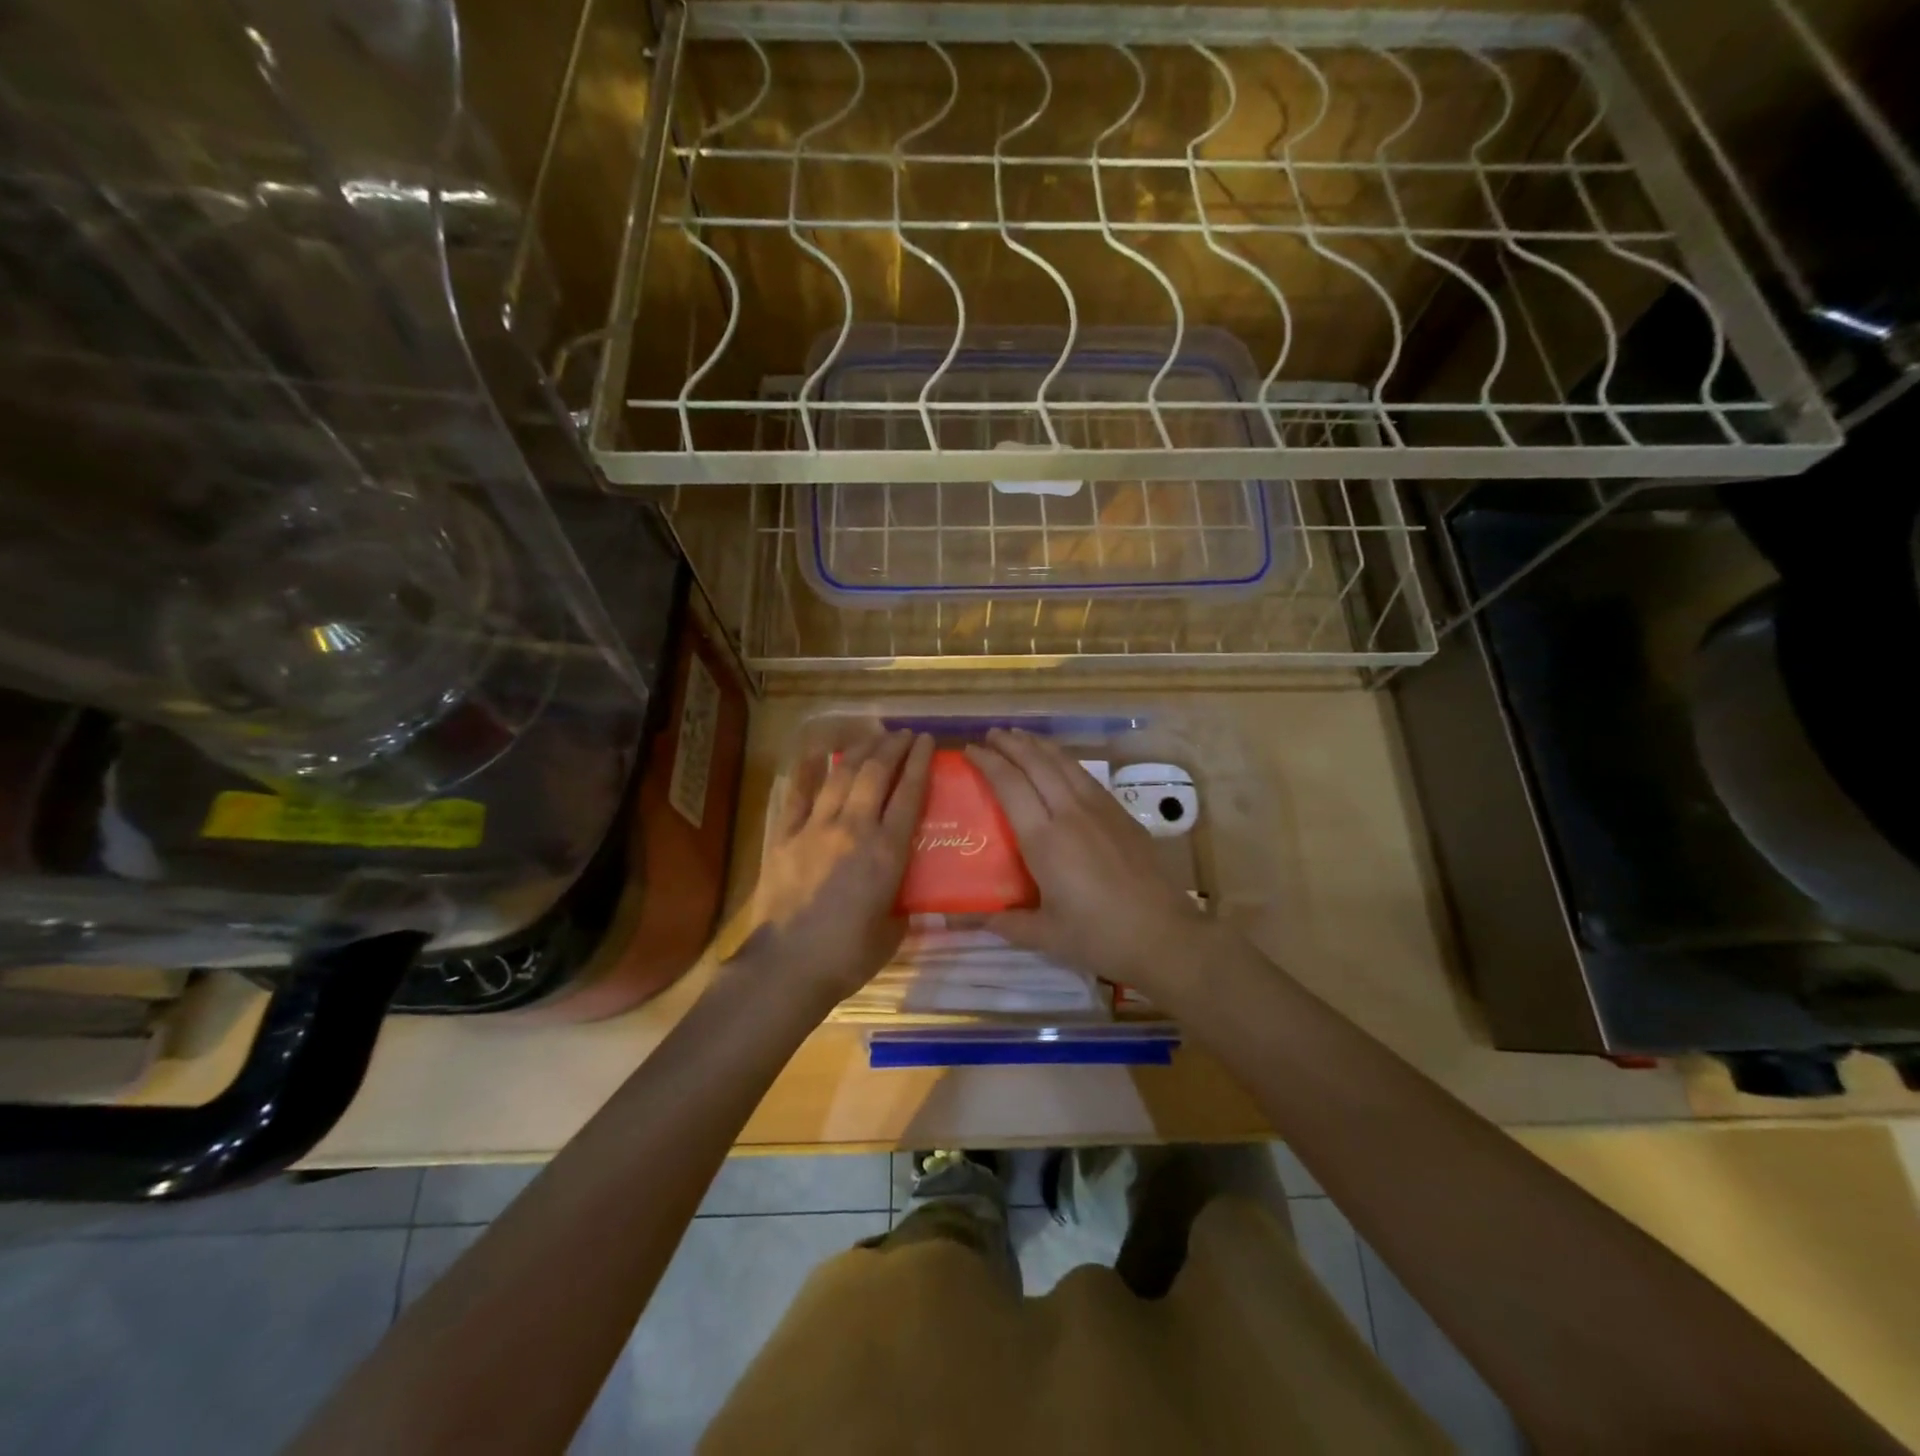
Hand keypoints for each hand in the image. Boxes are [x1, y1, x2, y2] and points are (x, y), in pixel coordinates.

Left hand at [737, 729, 933, 1008]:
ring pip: (840, 775)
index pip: (909, 794)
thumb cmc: (847, 956)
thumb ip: (902, 906)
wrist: (787, 967)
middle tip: (905, 734)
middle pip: (876, 774)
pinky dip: (807, 770)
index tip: (928, 741)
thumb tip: (904, 897)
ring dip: (859, 751)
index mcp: (887, 853)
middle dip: (893, 747)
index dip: (920, 763)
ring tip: (873, 736)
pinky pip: (797, 794)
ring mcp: (815, 828)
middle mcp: (854, 829)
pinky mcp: (785, 836)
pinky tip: (815, 752)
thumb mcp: (892, 933)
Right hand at [964, 728, 1208, 999]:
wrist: (1165, 936)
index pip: (1010, 785)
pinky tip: (1060, 763)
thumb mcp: (1045, 936)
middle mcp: (1070, 813)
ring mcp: (1100, 810)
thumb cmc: (1099, 937)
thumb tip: (964, 918)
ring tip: (1021, 736)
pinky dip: (1065, 761)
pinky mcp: (1122, 815)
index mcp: (1044, 840)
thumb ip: (1004, 922)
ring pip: (1065, 763)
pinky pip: (1086, 776)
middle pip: (1037, 763)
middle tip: (990, 735)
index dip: (988, 762)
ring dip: (1039, 745)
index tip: (970, 750)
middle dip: (1011, 744)